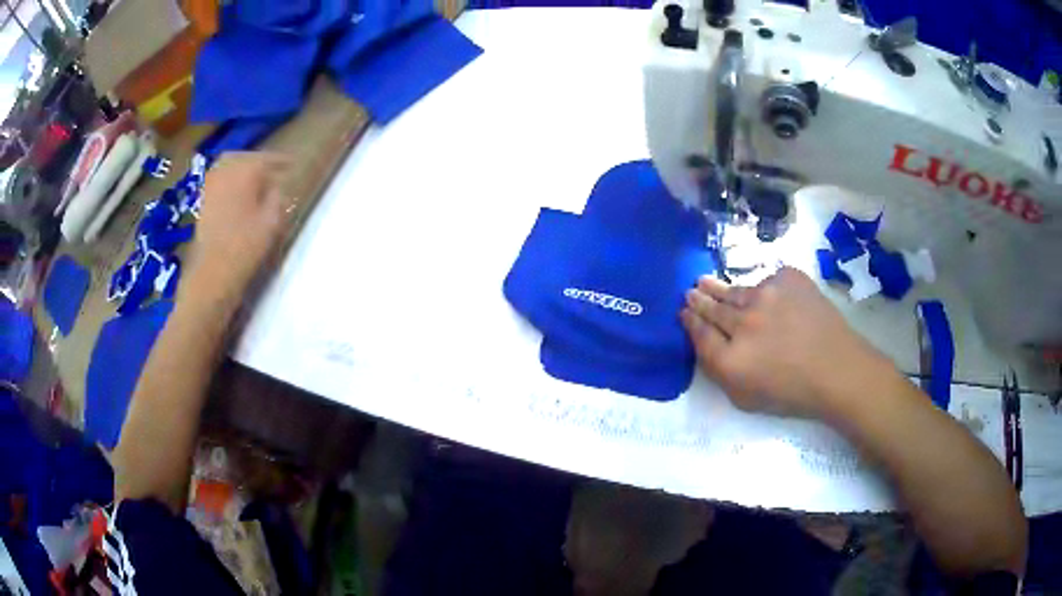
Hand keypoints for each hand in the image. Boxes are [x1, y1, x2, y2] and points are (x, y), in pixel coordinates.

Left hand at [185, 152, 292, 302]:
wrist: (212, 272)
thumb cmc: (245, 246)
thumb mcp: (271, 221)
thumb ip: (277, 197)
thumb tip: (276, 185)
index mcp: (246, 171)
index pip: (267, 159)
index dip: (281, 162)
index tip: (293, 165)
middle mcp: (226, 170)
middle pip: (246, 158)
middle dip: (259, 162)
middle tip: (273, 170)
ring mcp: (211, 184)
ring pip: (229, 165)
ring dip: (243, 168)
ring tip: (255, 179)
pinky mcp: (203, 199)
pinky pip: (219, 178)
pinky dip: (230, 179)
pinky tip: (237, 191)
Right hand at [680, 267, 890, 419]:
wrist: (838, 369)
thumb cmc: (792, 392)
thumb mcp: (745, 398)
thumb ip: (719, 372)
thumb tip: (704, 342)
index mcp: (731, 359)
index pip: (699, 332)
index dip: (689, 320)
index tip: (684, 312)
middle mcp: (743, 323)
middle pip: (712, 307)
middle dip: (699, 300)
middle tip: (691, 292)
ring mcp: (767, 294)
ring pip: (737, 290)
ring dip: (720, 288)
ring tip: (707, 282)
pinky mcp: (788, 278)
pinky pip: (767, 280)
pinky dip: (763, 288)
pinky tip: (764, 295)